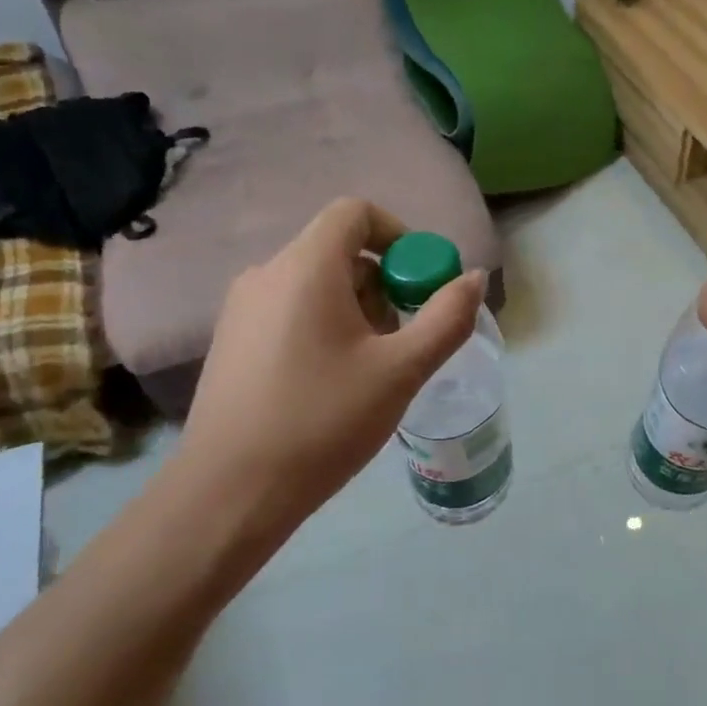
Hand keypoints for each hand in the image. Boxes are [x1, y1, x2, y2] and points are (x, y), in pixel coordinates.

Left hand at [154, 199, 486, 568]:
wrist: (232, 492)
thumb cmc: (323, 421)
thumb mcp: (401, 371)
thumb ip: (447, 318)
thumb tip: (475, 278)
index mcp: (305, 267)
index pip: (356, 213)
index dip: (400, 235)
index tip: (422, 283)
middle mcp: (267, 274)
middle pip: (339, 250)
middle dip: (384, 283)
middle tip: (404, 337)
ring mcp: (242, 308)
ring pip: (316, 283)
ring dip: (358, 308)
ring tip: (373, 367)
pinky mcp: (232, 341)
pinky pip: (291, 309)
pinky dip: (325, 325)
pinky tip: (333, 381)